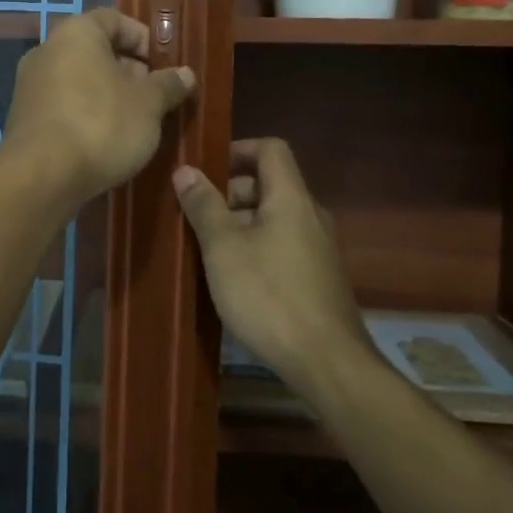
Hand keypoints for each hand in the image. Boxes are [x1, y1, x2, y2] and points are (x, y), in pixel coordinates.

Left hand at [1, 9, 195, 211]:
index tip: (163, 64)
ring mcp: (30, 86)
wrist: (41, 177)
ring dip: (108, 95)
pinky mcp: (23, 119)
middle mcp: (46, 51)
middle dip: (128, 71)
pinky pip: (63, 105)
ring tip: (135, 122)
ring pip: (79, 81)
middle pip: (95, 51)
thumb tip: (185, 74)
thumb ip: (168, 85)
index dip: (143, 38)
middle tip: (154, 96)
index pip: (114, 19)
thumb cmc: (101, 125)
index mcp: (76, 33)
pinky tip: (105, 141)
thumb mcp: (149, 105)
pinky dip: (86, 115)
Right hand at [173, 139, 372, 395]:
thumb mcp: (224, 248)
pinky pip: (282, 245)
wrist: (327, 362)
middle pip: (270, 184)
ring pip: (274, 218)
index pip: (270, 149)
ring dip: (240, 224)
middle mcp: (310, 215)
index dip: (237, 150)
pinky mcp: (318, 278)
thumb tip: (186, 170)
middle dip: (230, 193)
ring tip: (206, 247)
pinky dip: (256, 247)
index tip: (205, 168)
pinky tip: (232, 277)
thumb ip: (204, 206)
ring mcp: (318, 248)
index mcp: (291, 198)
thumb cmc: (269, 296)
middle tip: (196, 214)